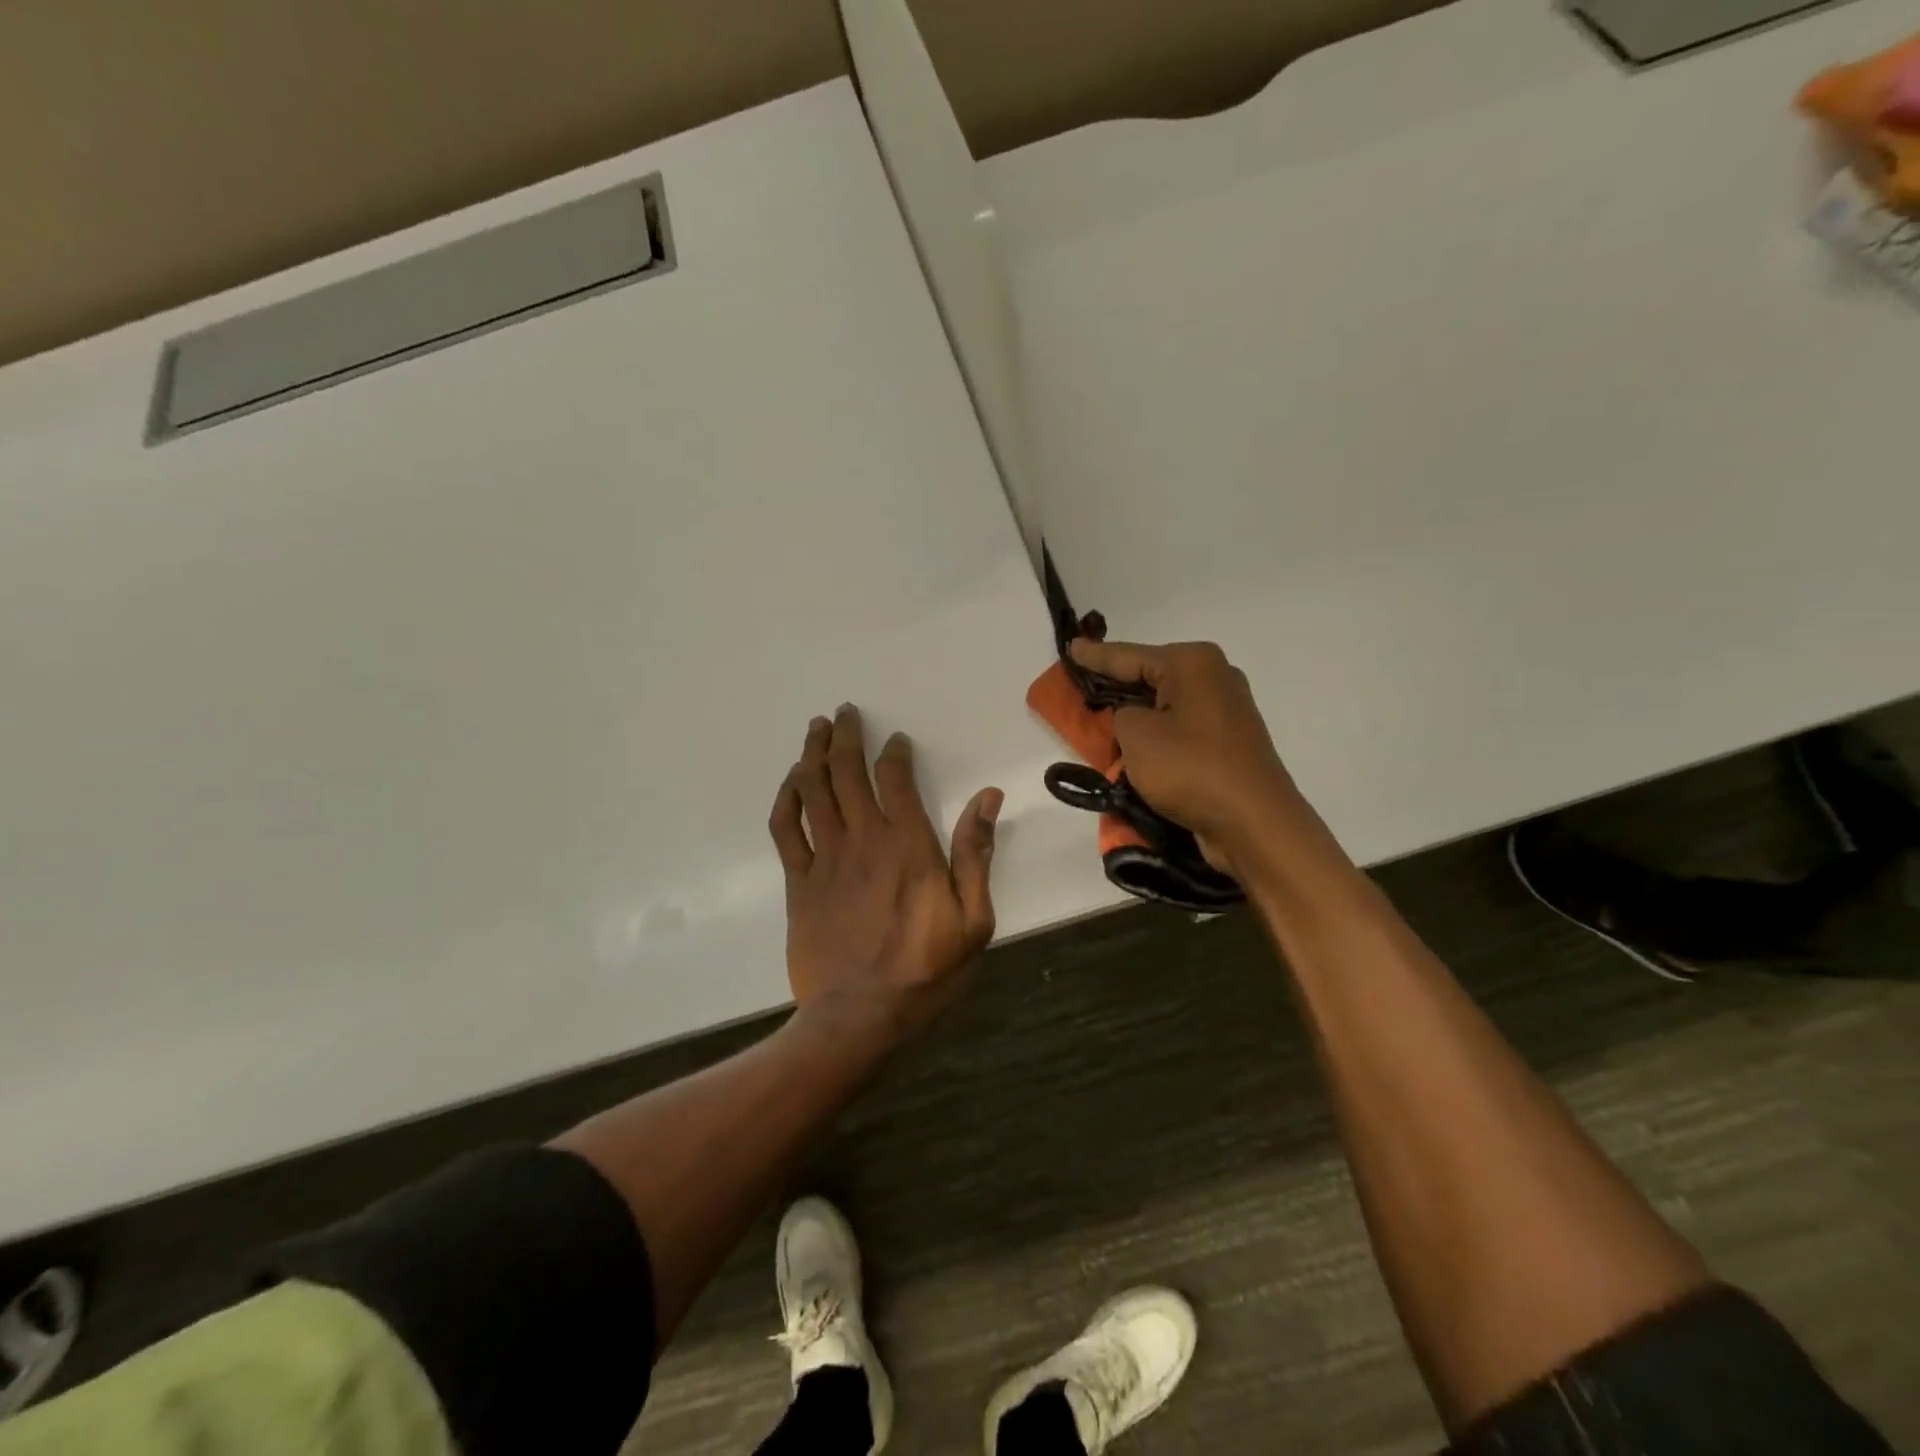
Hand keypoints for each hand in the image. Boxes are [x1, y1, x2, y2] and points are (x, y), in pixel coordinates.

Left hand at [768, 705, 1002, 1040]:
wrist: (859, 1016)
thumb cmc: (925, 970)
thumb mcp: (973, 919)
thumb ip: (975, 854)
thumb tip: (988, 797)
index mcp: (907, 845)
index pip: (894, 779)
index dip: (893, 752)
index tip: (895, 739)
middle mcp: (863, 839)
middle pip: (846, 772)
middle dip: (845, 736)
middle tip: (845, 712)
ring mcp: (825, 858)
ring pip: (812, 790)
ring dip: (812, 754)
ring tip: (816, 728)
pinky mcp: (799, 881)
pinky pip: (786, 827)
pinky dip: (787, 797)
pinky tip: (792, 781)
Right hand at [1070, 639, 1311, 868]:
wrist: (1254, 823)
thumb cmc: (1190, 769)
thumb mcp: (1136, 736)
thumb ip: (1121, 715)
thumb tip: (1135, 718)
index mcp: (1192, 663)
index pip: (1129, 656)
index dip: (1095, 656)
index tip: (1071, 646)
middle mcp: (1215, 676)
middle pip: (1151, 676)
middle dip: (1117, 684)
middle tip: (1082, 686)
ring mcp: (1227, 709)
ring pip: (1166, 704)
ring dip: (1138, 715)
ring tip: (1104, 720)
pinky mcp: (1230, 741)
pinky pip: (1181, 727)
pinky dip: (1158, 734)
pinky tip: (1138, 747)